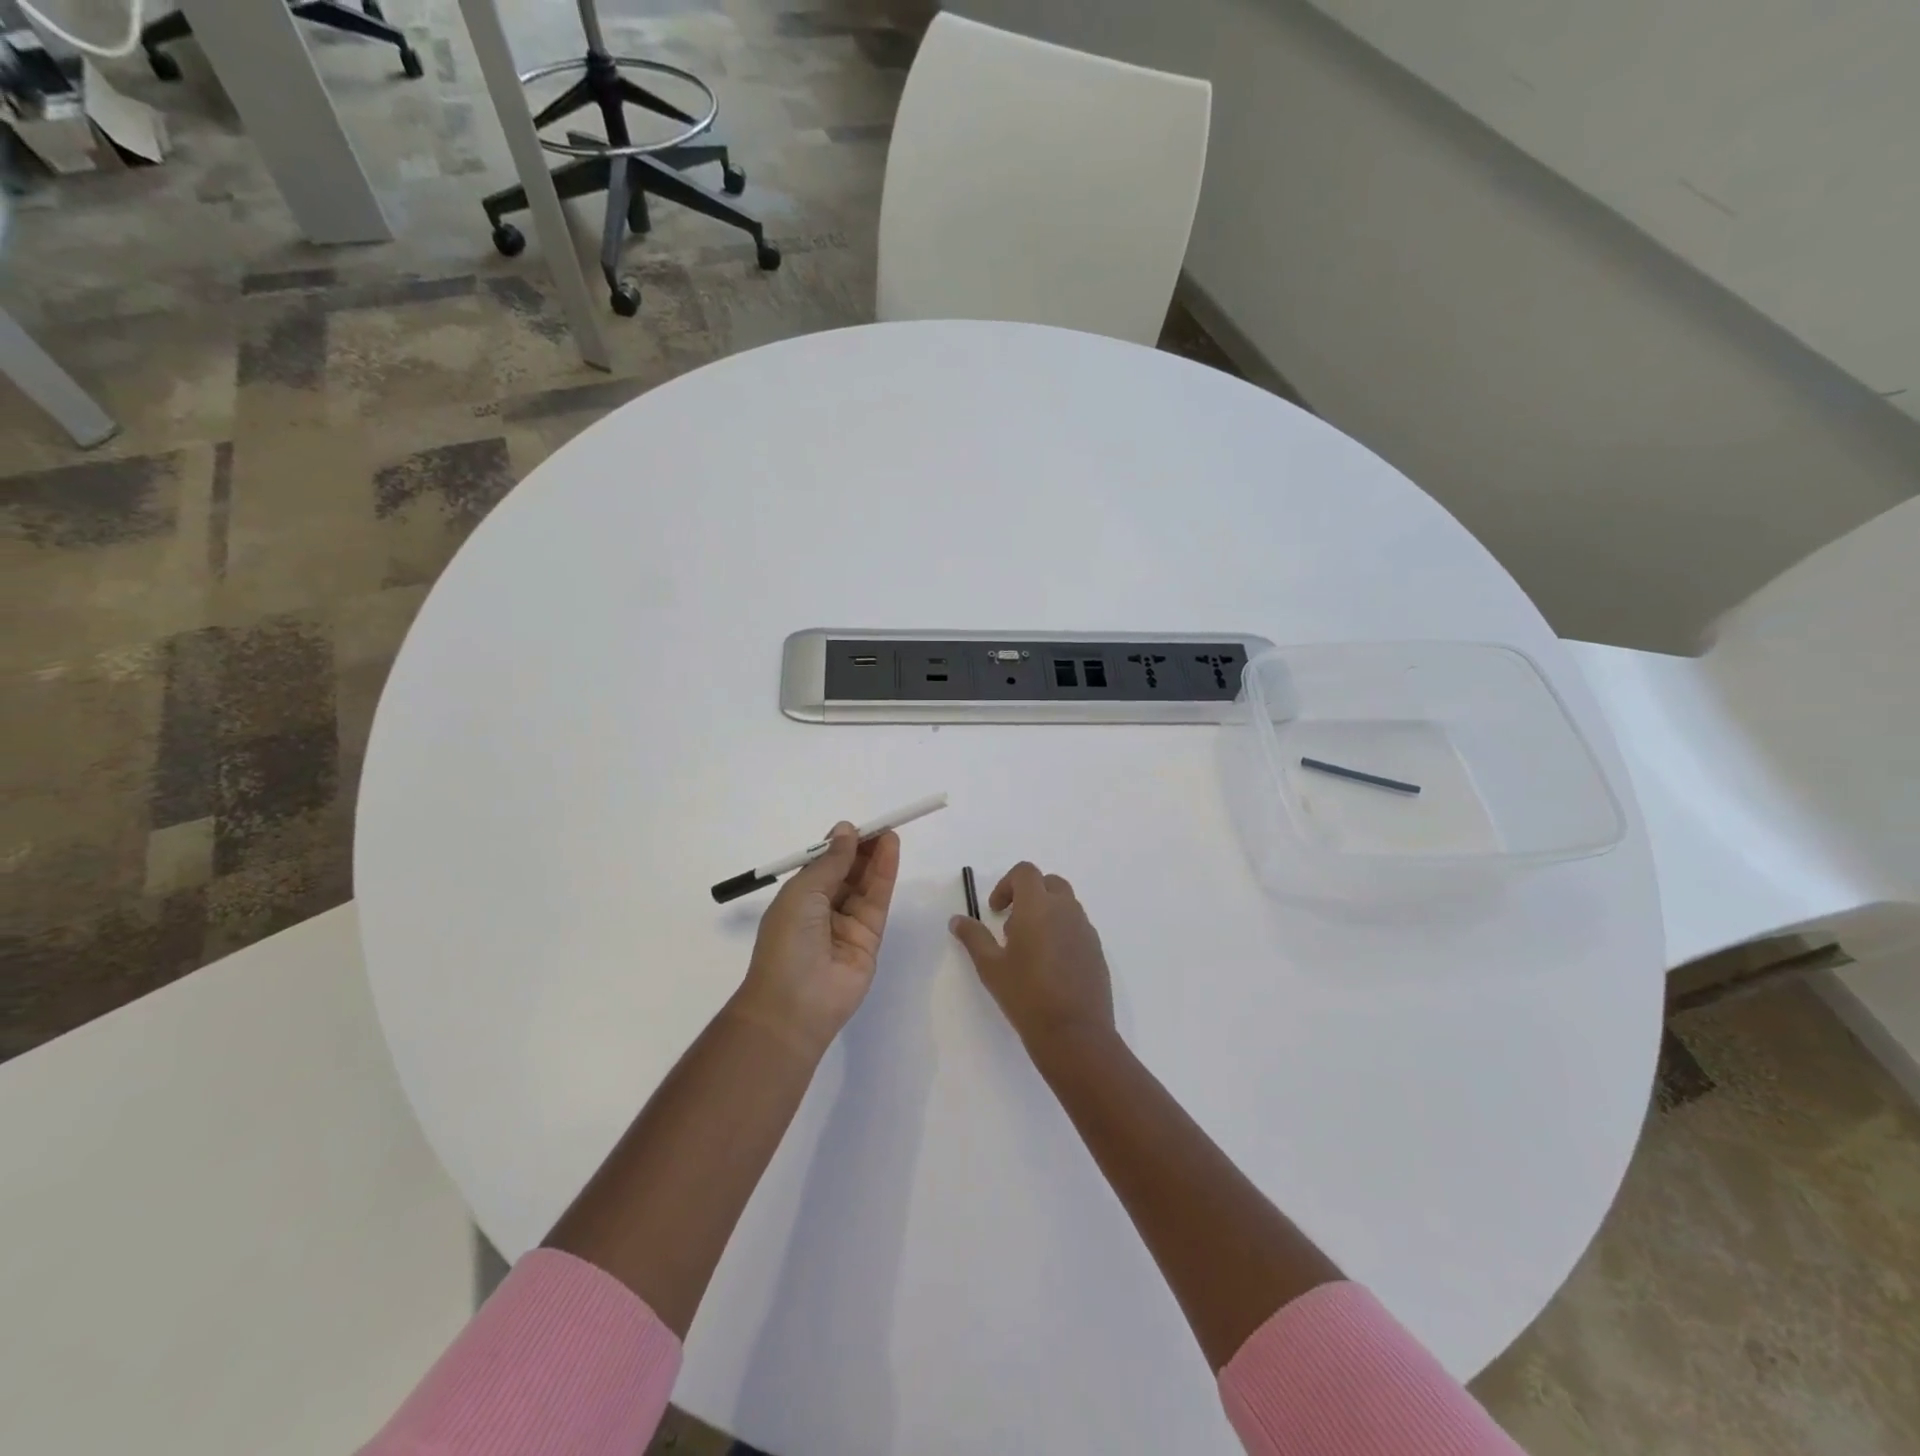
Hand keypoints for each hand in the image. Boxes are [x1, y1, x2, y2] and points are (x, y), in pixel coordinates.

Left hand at [734, 823, 900, 1055]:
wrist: (796, 1003)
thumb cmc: (787, 941)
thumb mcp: (803, 892)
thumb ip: (830, 861)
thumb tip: (845, 830)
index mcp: (798, 899)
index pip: (823, 865)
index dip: (839, 845)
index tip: (855, 826)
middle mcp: (823, 910)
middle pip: (847, 872)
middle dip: (862, 848)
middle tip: (880, 825)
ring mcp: (847, 924)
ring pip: (865, 884)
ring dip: (876, 857)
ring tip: (890, 831)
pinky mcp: (870, 938)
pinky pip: (878, 900)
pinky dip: (885, 874)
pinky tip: (891, 851)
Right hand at [950, 862, 1114, 1053]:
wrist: (1075, 1033)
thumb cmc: (1026, 995)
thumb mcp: (990, 967)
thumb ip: (973, 937)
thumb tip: (957, 920)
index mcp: (1038, 906)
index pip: (1025, 872)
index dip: (1007, 884)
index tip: (995, 911)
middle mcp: (1066, 910)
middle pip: (1049, 883)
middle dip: (1029, 895)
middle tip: (1012, 925)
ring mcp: (1086, 930)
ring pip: (1065, 905)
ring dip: (1046, 913)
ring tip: (1029, 948)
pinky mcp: (1097, 950)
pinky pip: (1077, 927)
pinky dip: (1061, 931)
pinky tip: (1050, 965)